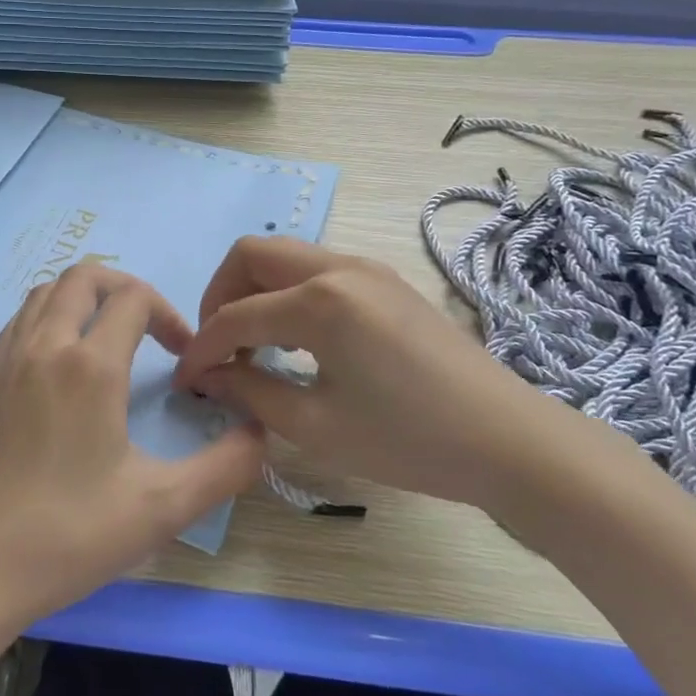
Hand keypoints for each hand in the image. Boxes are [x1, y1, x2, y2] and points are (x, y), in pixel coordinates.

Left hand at [0, 265, 266, 634]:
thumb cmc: (72, 535)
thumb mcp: (163, 507)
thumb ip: (225, 467)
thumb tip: (260, 432)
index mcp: (89, 366)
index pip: (134, 298)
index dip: (169, 314)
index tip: (184, 357)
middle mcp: (45, 346)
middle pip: (85, 277)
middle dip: (126, 288)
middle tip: (151, 328)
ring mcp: (9, 359)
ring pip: (47, 291)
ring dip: (85, 297)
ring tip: (111, 335)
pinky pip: (22, 318)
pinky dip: (51, 314)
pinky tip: (67, 358)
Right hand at [172, 237, 559, 511]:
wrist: (509, 441)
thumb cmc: (409, 440)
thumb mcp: (316, 425)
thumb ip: (250, 391)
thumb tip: (208, 376)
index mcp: (320, 301)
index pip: (236, 316)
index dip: (202, 348)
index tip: (186, 380)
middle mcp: (339, 267)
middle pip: (252, 254)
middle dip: (220, 295)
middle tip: (217, 346)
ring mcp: (367, 268)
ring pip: (285, 256)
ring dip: (254, 290)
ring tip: (252, 346)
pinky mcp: (385, 281)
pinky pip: (316, 270)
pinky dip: (288, 294)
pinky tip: (295, 340)